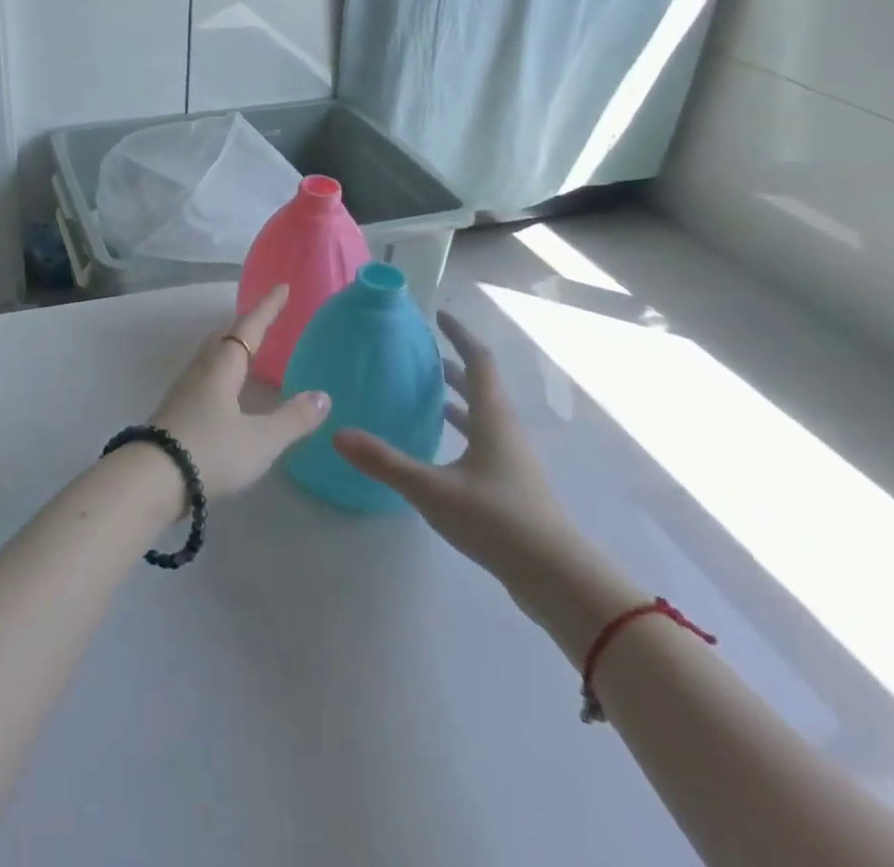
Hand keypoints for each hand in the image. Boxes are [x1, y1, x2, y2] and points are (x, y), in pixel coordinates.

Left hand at [148, 286, 331, 499]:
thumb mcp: (260, 440)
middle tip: (265, 313)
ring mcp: (184, 389)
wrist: (151, 478)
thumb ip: (293, 419)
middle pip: (224, 335)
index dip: (267, 308)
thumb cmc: (210, 452)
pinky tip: (225, 385)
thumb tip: (322, 396)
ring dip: (230, 342)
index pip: (249, 328)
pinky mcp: (176, 410)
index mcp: (222, 367)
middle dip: (246, 322)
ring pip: (211, 353)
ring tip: (247, 344)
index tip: (282, 286)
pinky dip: (221, 365)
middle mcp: (201, 370)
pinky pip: (204, 373)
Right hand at [333, 309, 574, 589]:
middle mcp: (504, 430)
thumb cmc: (497, 520)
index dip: (460, 334)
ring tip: (423, 391)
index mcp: (492, 418)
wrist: (556, 579)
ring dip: (455, 397)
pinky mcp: (509, 484)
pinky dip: (459, 428)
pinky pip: (481, 439)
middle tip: (419, 353)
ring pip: (481, 414)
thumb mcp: (432, 489)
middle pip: (480, 385)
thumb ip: (384, 461)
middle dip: (452, 364)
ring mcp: (510, 459)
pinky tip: (436, 445)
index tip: (438, 315)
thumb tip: (336, 433)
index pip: (479, 360)